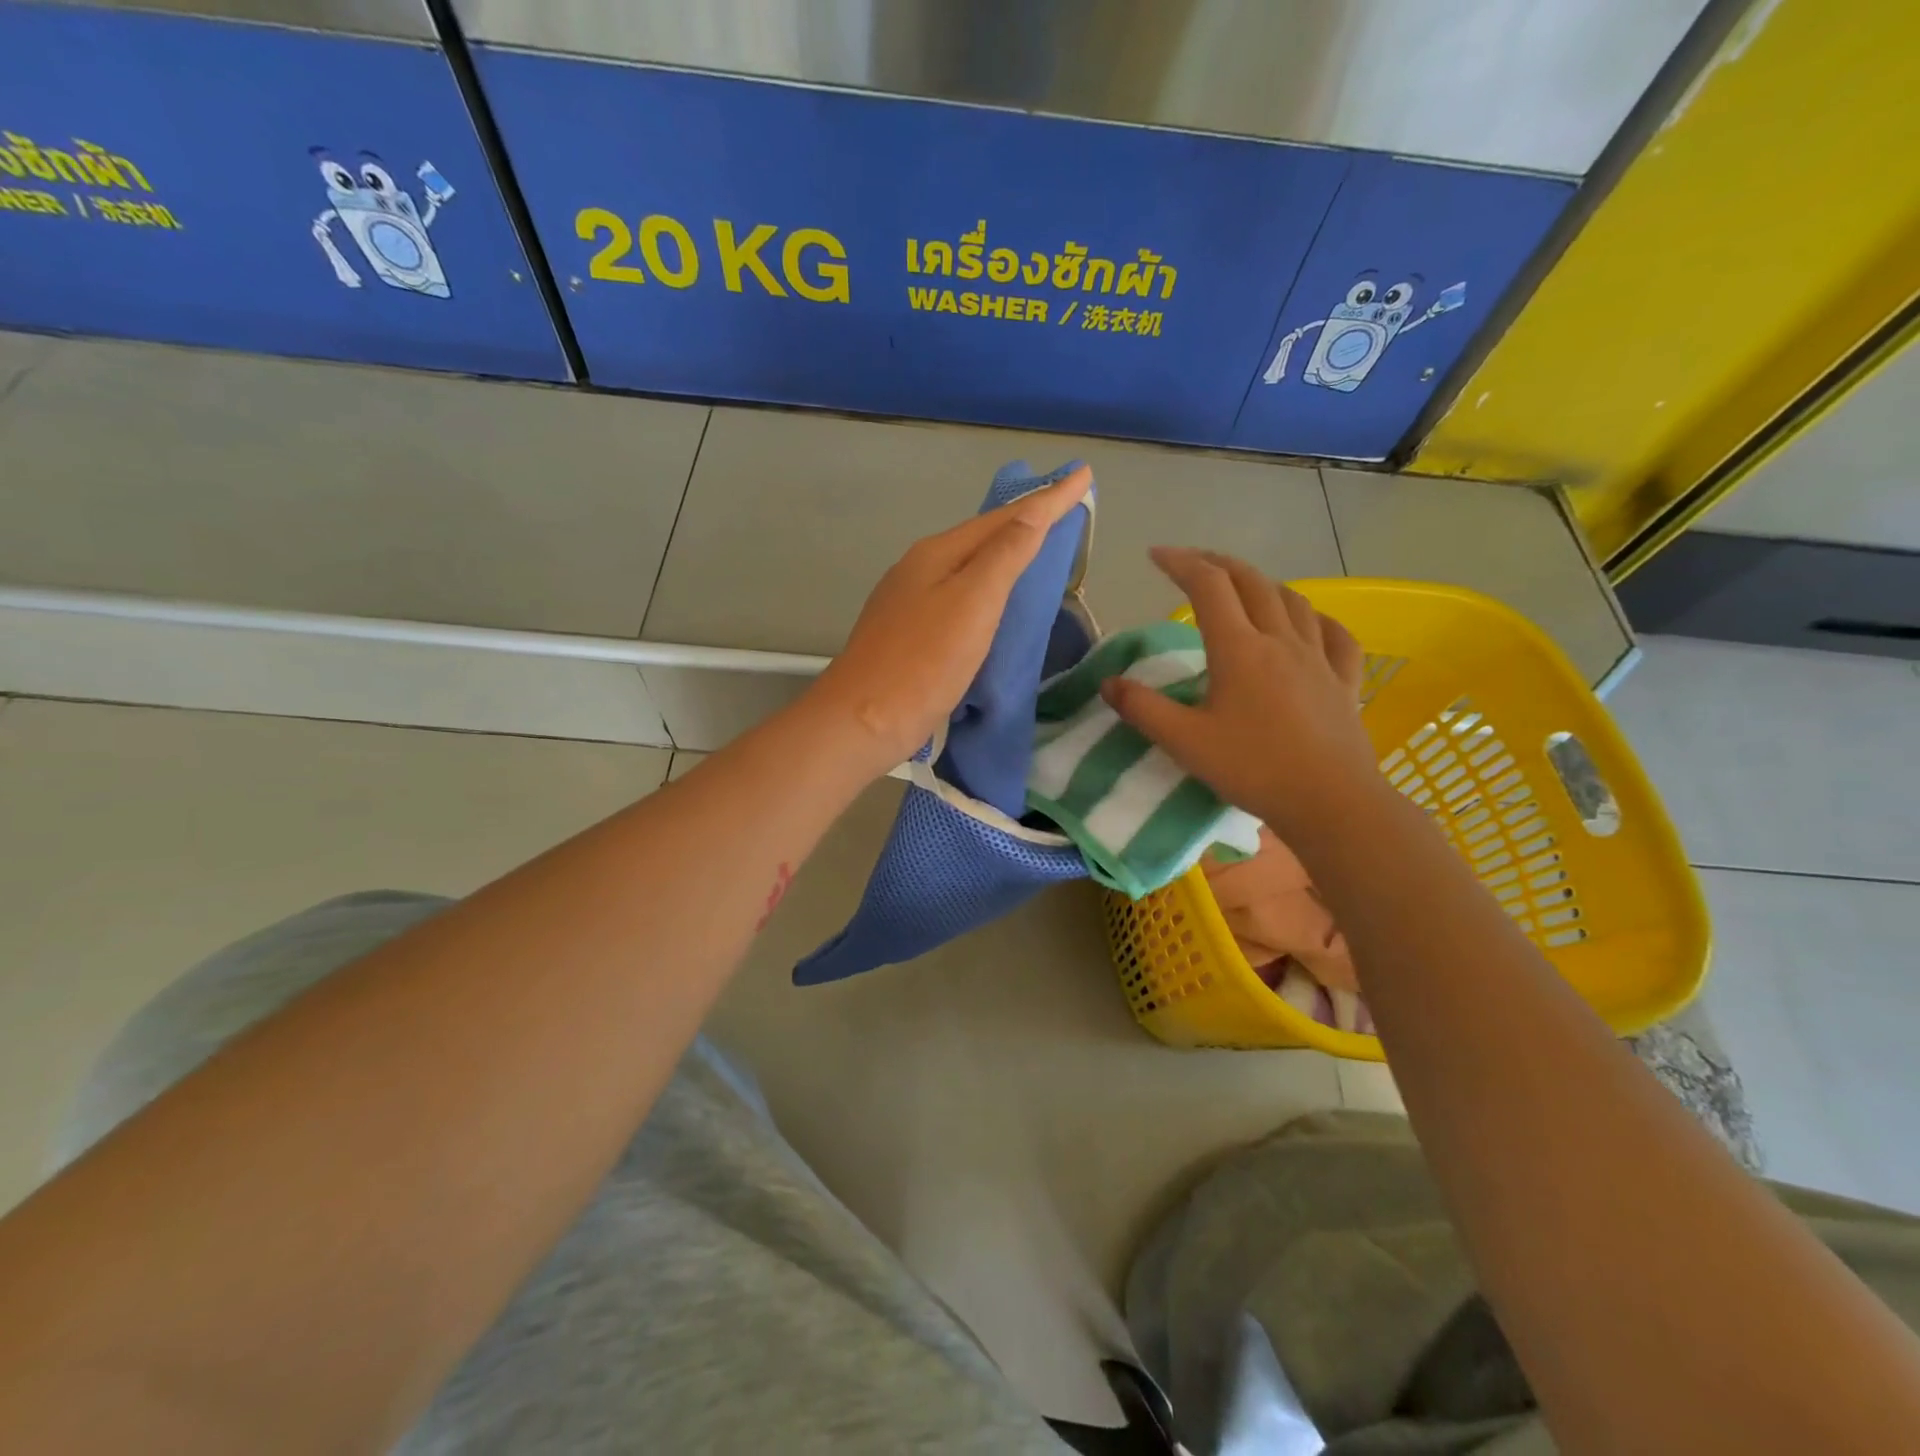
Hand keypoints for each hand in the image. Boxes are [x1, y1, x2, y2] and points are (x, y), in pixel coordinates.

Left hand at [808, 467, 1092, 773]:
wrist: (865, 720)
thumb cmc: (924, 661)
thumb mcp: (973, 603)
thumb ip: (1005, 555)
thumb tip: (1032, 512)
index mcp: (937, 554)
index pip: (1004, 518)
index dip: (1048, 498)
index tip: (1084, 475)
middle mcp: (919, 569)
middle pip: (982, 536)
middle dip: (1024, 519)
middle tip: (1063, 506)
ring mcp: (908, 601)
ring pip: (967, 566)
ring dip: (1003, 553)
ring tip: (1036, 546)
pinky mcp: (908, 634)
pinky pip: (957, 596)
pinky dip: (985, 588)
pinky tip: (993, 600)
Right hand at [1101, 547, 1378, 835]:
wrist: (1330, 802)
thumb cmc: (1253, 769)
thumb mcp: (1185, 742)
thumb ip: (1142, 709)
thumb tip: (1109, 683)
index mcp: (1239, 649)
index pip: (1208, 586)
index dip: (1181, 563)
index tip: (1156, 556)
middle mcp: (1280, 640)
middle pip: (1251, 582)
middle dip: (1218, 563)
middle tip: (1193, 563)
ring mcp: (1318, 657)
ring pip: (1292, 601)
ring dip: (1262, 583)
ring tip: (1243, 587)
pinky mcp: (1343, 680)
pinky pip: (1334, 634)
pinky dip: (1315, 617)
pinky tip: (1309, 622)